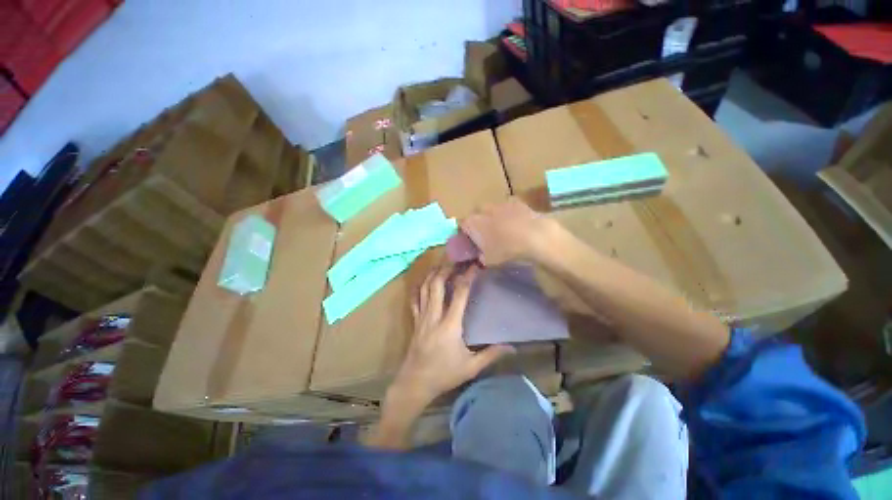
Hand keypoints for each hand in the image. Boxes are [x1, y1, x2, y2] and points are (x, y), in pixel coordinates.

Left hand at [389, 265, 514, 409]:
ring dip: (434, 274)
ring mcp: (422, 316)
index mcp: (450, 324)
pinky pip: (415, 298)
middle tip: (457, 259)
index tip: (475, 265)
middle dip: (447, 268)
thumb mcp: (471, 367)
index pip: (460, 293)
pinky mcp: (415, 320)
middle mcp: (434, 315)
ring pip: (425, 288)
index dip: (468, 276)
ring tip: (443, 264)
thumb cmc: (444, 374)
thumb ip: (491, 354)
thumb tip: (512, 347)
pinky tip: (425, 280)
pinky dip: (420, 287)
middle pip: (438, 284)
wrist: (415, 383)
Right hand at [461, 198, 557, 266]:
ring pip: (493, 209)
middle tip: (486, 234)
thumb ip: (482, 256)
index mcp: (473, 223)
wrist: (535, 236)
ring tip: (503, 229)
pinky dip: (510, 214)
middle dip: (479, 222)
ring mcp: (501, 203)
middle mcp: (484, 209)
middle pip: (477, 213)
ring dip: (494, 217)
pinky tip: (517, 224)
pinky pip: (509, 207)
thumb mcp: (490, 260)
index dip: (465, 232)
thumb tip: (481, 255)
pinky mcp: (517, 202)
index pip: (462, 224)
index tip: (470, 240)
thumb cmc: (506, 249)